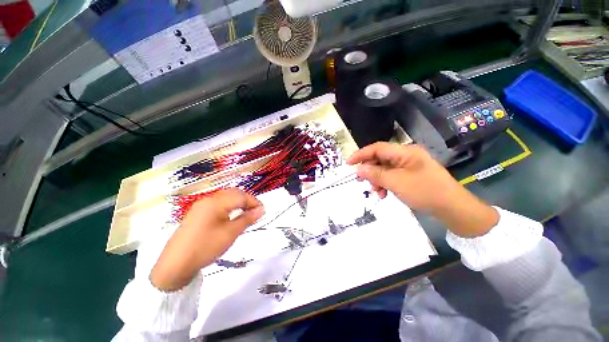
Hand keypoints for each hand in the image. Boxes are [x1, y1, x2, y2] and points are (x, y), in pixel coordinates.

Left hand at [150, 189, 264, 290]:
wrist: (175, 265)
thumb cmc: (206, 247)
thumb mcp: (230, 233)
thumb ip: (247, 219)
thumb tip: (261, 209)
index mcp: (216, 202)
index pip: (241, 196)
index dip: (254, 202)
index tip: (263, 210)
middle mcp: (208, 200)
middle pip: (233, 193)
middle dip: (247, 200)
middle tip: (255, 211)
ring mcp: (201, 206)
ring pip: (225, 198)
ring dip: (238, 203)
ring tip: (246, 213)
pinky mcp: (197, 213)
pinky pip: (218, 204)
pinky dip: (229, 206)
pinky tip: (231, 216)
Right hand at [347, 142, 497, 237]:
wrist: (453, 208)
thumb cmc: (425, 191)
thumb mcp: (396, 182)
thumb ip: (376, 174)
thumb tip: (358, 169)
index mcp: (405, 152)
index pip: (377, 148)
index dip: (361, 154)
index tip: (348, 163)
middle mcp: (406, 156)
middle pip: (380, 158)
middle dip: (369, 170)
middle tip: (360, 180)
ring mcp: (408, 166)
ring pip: (384, 169)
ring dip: (377, 179)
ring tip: (375, 191)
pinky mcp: (410, 176)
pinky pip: (392, 176)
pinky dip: (385, 184)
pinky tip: (384, 194)